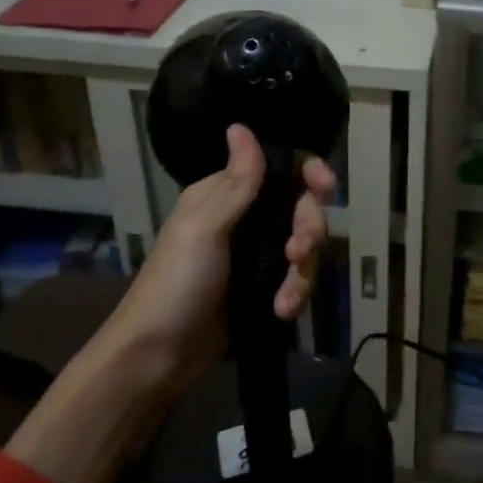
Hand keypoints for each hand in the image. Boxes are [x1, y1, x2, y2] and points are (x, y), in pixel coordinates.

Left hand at [6, 124, 334, 482]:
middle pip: (301, 209)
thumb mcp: (205, 227)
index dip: (309, 174)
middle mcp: (246, 219)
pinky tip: (282, 312)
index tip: (325, 188)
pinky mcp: (264, 289)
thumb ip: (236, 182)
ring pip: (304, 247)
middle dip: (308, 230)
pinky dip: (294, 295)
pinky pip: (296, 280)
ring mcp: (257, 256)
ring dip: (302, 272)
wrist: (157, 357)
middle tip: (297, 253)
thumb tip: (240, 126)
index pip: (280, 169)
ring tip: (286, 299)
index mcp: (227, 195)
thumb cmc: (176, 283)